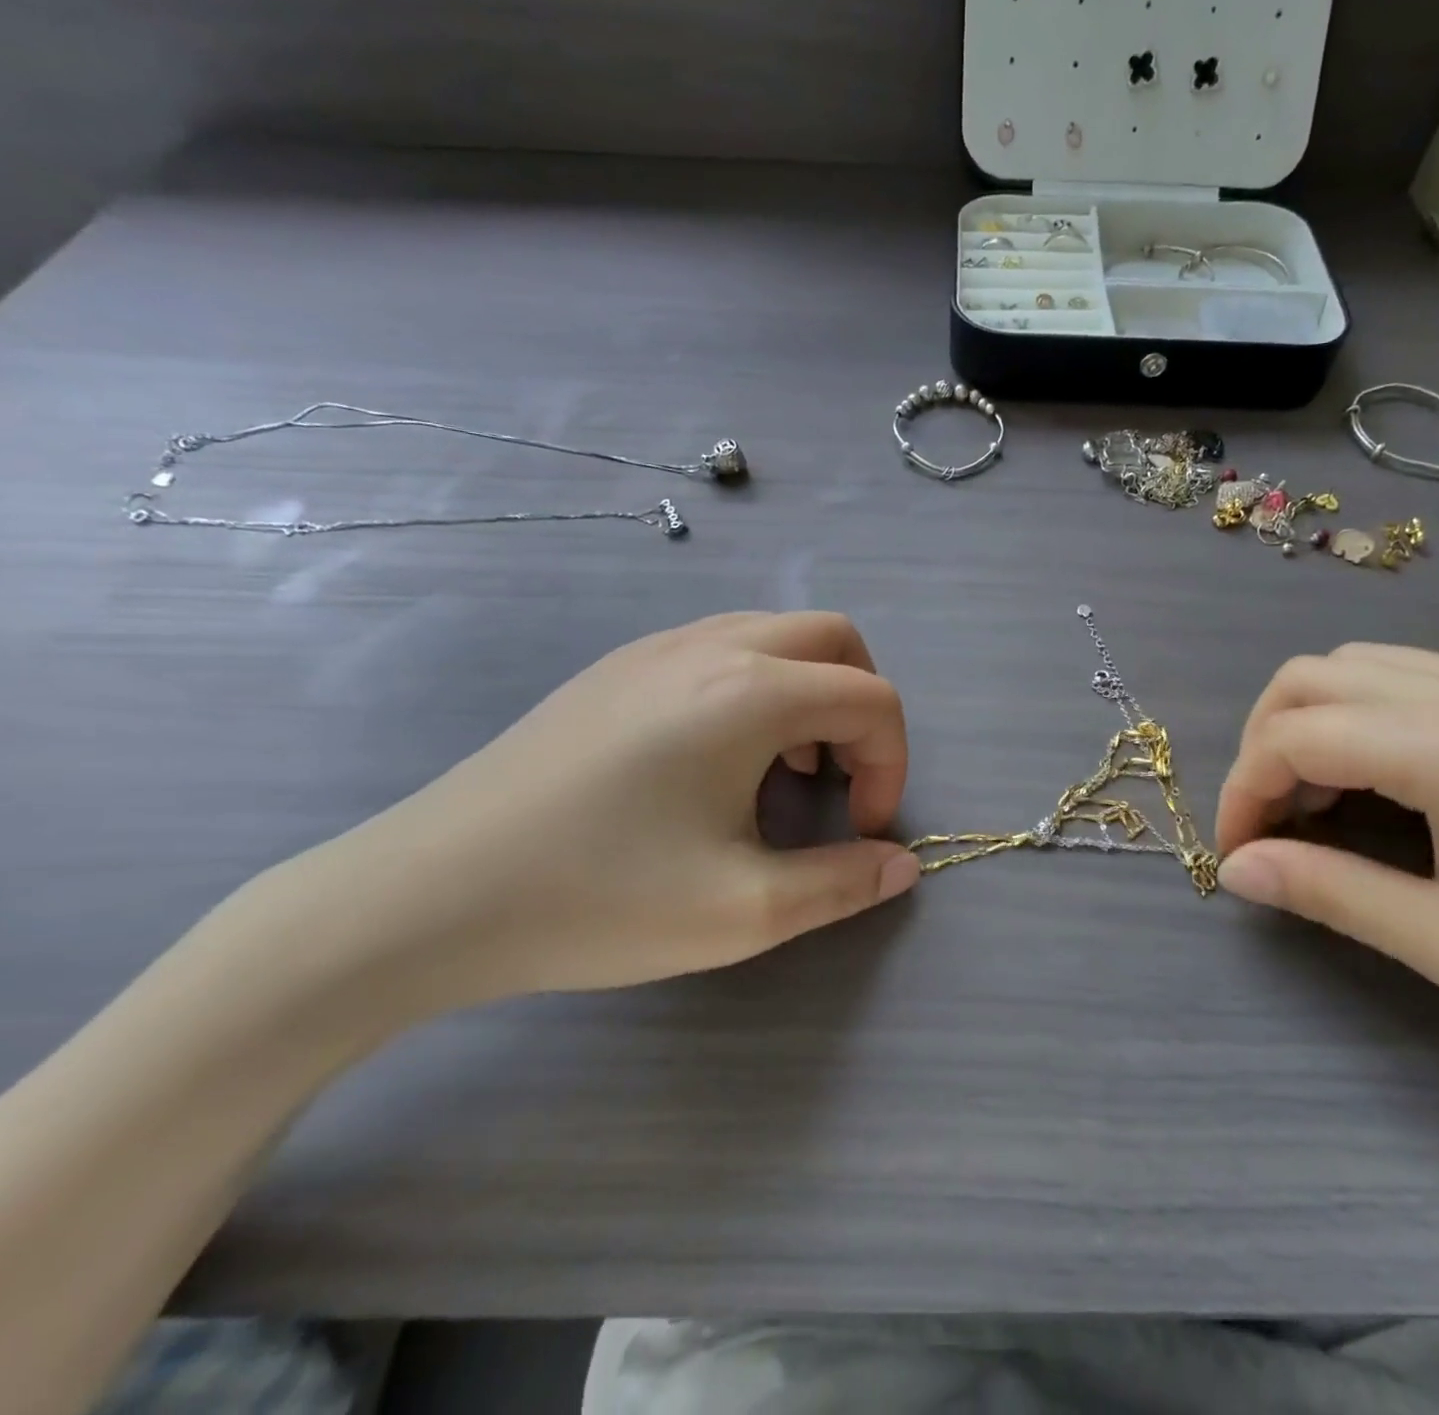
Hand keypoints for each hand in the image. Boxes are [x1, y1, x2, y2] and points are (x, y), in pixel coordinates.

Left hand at [274, 611, 919, 1013]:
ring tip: (779, 772)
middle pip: (834, 639)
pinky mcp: (617, 667)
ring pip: (776, 635)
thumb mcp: (743, 911)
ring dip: (809, 693)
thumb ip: (843, 884)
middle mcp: (713, 646)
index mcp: (752, 692)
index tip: (860, 828)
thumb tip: (903, 865)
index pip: (872, 698)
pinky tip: (716, 760)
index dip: (890, 764)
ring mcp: (657, 648)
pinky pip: (722, 648)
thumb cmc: (599, 898)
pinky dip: (757, 688)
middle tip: (835, 781)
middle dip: (861, 708)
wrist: (427, 894)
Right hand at [1215, 645, 1438, 1124]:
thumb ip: (1330, 894)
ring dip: (1304, 723)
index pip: (1291, 737)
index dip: (1242, 793)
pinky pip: (1398, 674)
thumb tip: (1236, 870)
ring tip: (1315, 800)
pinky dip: (1352, 713)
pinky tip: (1375, 776)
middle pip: (1305, 678)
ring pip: (1349, 664)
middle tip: (1270, 822)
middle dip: (1260, 746)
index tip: (1241, 856)